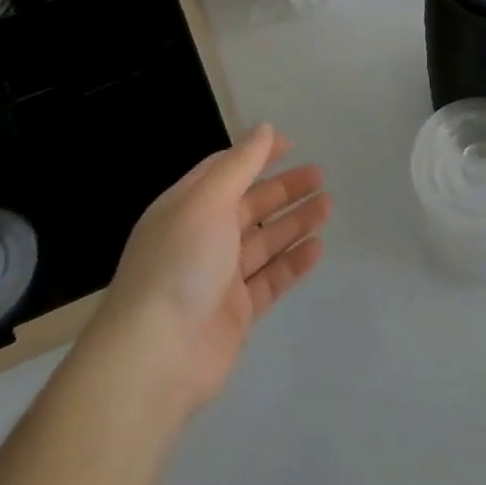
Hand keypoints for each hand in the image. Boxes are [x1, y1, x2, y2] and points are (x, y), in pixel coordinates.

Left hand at [90, 122, 330, 412]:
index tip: (290, 144)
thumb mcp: (207, 201)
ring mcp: (219, 278)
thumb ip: (239, 164)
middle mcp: (201, 239)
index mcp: (186, 208)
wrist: (157, 356)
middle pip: (249, 206)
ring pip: (264, 241)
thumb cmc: (180, 264)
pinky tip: (318, 247)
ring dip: (294, 222)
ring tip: (328, 205)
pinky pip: (271, 279)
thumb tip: (264, 128)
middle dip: (283, 189)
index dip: (255, 155)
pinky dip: (293, 262)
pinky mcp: (237, 312)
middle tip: (320, 176)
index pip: (224, 171)